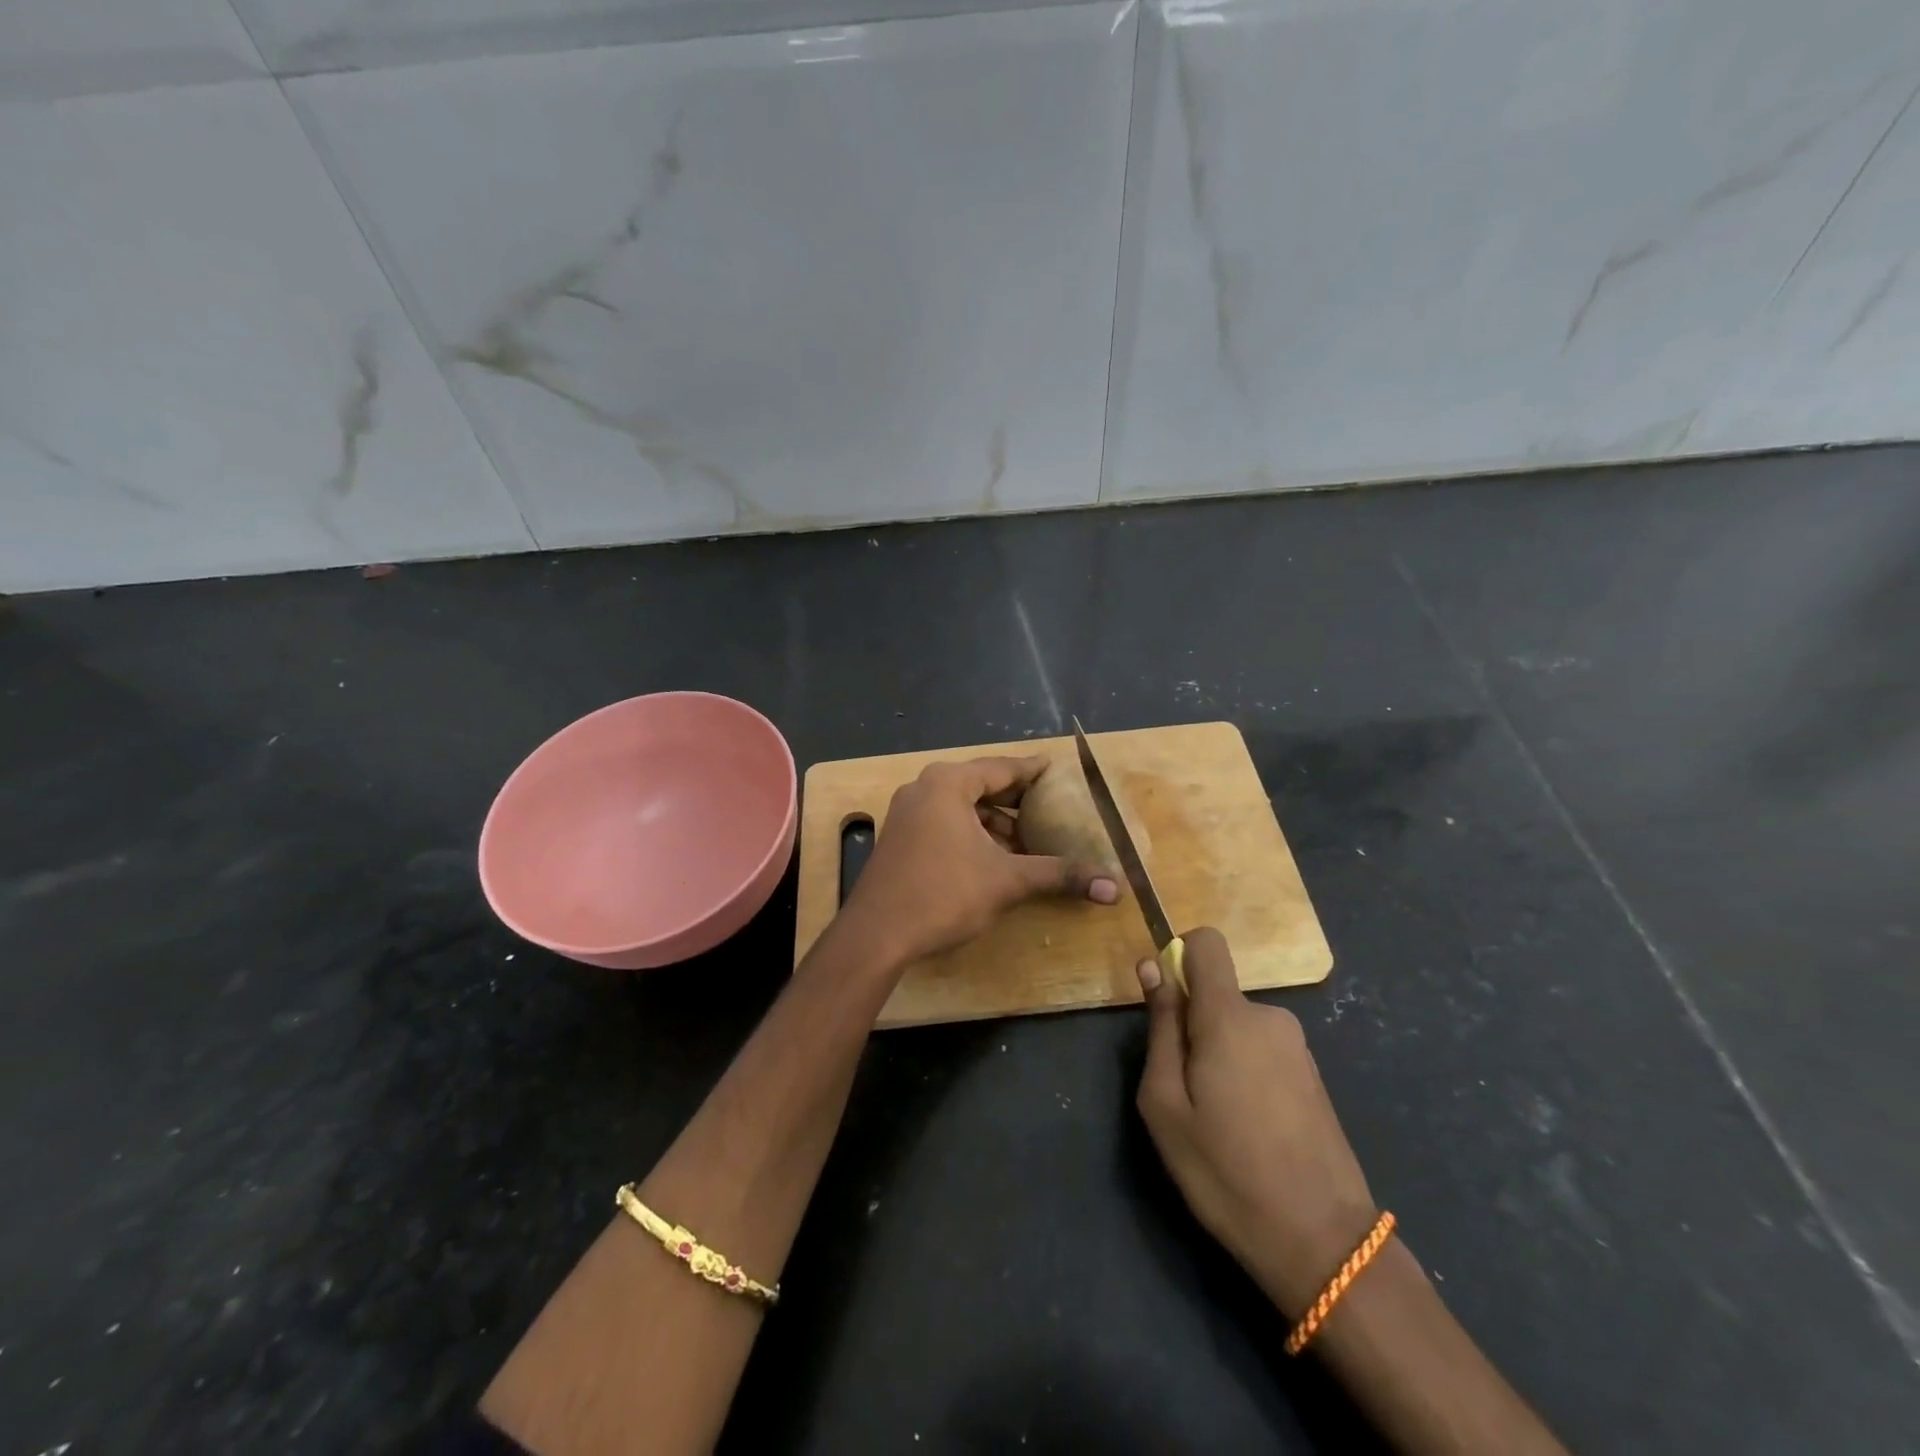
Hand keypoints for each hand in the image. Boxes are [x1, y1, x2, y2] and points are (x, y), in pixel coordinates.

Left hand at [840, 756, 1117, 967]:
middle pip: (981, 786)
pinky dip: (972, 834)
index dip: (1034, 771)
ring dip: (994, 823)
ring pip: (962, 808)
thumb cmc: (943, 894)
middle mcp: (924, 788)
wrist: (876, 935)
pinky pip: (945, 823)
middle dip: (1017, 801)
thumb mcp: (1007, 881)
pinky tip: (994, 858)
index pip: (1002, 768)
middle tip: (1052, 808)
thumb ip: (1059, 875)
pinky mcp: (900, 838)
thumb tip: (1115, 886)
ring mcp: (907, 813)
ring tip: (1028, 841)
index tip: (1059, 771)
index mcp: (948, 783)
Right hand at [1135, 927, 1377, 1315]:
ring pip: (1237, 1027)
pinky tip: (1250, 1130)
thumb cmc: (1226, 1171)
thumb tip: (1154, 968)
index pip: (1206, 943)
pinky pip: (1262, 1051)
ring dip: (1219, 1055)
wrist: (1323, 1244)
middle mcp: (1269, 1017)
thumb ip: (1161, 1028)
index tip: (1165, 1003)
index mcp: (1229, 1017)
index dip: (1179, 957)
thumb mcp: (1166, 1104)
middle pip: (1216, 994)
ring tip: (1218, 1120)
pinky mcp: (1313, 1075)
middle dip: (1193, 1027)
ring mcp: (1297, 1047)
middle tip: (1185, 1092)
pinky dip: (1245, 1073)